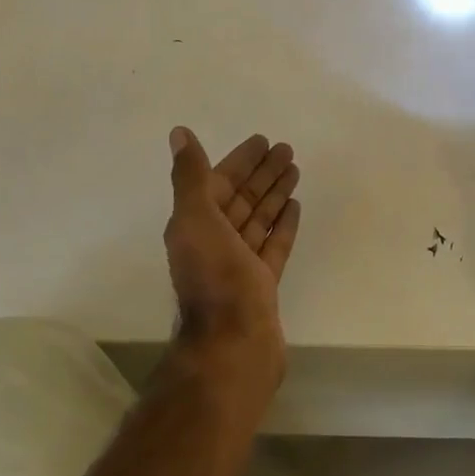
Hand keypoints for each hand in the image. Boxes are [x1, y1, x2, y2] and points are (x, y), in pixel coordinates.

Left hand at [162, 127, 302, 382]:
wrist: (233, 342)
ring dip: (274, 194)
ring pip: (258, 219)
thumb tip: (179, 133)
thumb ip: (190, 177)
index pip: (219, 182)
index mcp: (195, 225)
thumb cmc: (214, 277)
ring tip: (295, 171)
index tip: (263, 141)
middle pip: (241, 198)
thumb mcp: (196, 219)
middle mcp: (214, 241)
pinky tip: (295, 207)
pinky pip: (272, 246)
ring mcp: (239, 263)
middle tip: (286, 150)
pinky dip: (282, 225)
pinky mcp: (261, 282)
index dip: (240, 160)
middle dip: (262, 173)